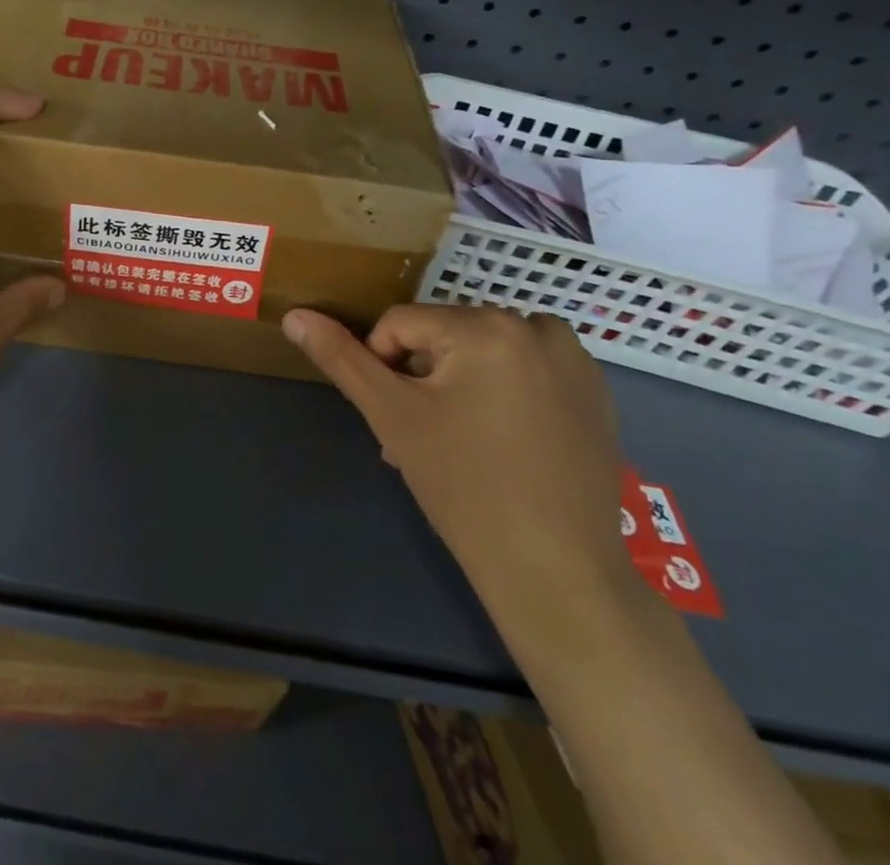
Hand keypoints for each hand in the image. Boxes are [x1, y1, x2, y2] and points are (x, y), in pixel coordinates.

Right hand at [282, 304, 638, 637]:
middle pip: (445, 335)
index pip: (401, 324)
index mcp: (485, 326)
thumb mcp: (392, 415)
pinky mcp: (595, 392)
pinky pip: (526, 369)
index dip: (384, 369)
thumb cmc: (465, 489)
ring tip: (459, 440)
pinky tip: (503, 442)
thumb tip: (294, 316)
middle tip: (422, 437)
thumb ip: (341, 358)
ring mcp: (574, 359)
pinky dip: (505, 389)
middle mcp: (536, 327)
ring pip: (484, 350)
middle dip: (423, 378)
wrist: (559, 575)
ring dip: (461, 380)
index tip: (396, 420)